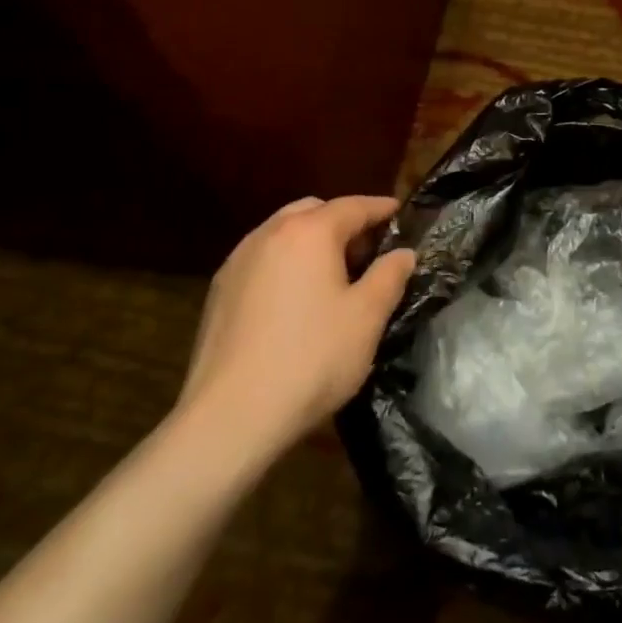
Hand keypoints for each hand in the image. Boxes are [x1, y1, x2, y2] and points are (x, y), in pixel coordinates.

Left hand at [175, 195, 415, 454]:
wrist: (231, 416)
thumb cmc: (311, 359)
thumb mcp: (366, 317)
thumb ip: (389, 276)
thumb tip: (403, 253)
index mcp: (309, 232)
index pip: (353, 206)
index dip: (380, 208)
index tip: (400, 212)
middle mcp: (269, 234)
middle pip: (313, 211)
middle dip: (343, 222)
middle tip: (367, 249)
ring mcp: (237, 261)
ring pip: (283, 233)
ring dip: (311, 242)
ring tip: (332, 274)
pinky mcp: (219, 291)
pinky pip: (262, 260)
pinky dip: (285, 263)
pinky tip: (295, 299)